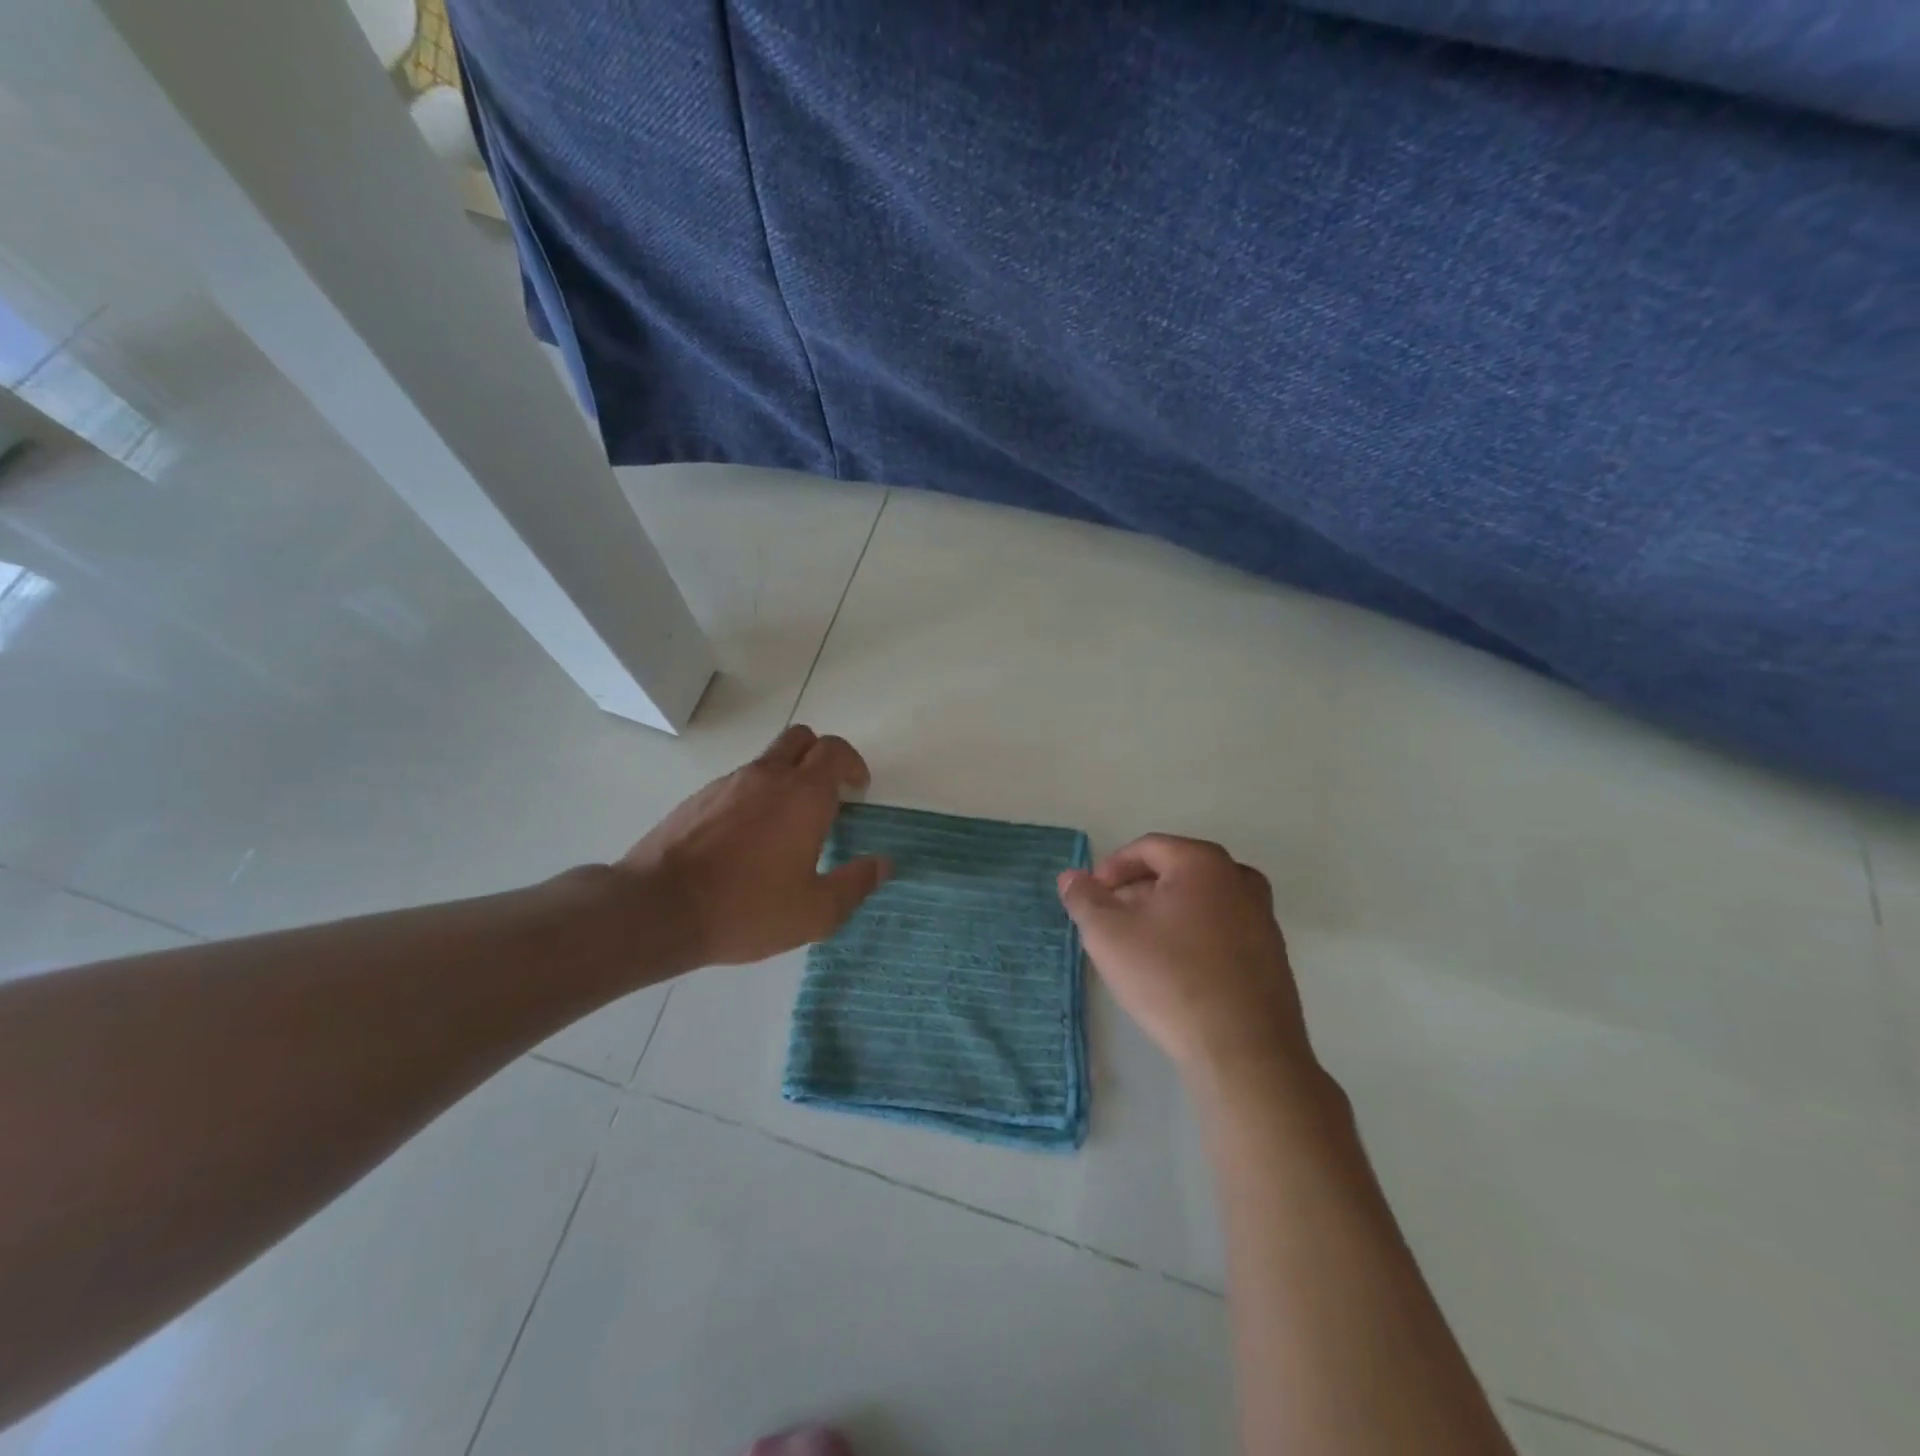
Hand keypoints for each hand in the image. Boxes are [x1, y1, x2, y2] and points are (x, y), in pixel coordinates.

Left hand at [619, 726, 887, 968]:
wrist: (657, 909)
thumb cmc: (746, 909)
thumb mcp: (815, 912)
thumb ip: (855, 884)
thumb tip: (883, 864)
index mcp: (803, 795)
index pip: (836, 751)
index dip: (853, 764)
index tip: (858, 789)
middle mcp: (767, 776)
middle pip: (802, 739)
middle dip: (821, 757)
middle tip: (828, 794)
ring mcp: (728, 783)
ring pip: (768, 760)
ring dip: (786, 777)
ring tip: (787, 825)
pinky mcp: (698, 798)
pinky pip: (738, 782)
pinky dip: (754, 796)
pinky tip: (747, 840)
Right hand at [1058, 835, 1312, 1082]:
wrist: (1243, 1051)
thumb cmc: (1170, 978)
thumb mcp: (1108, 935)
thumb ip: (1084, 898)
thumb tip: (1071, 877)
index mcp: (1203, 862)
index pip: (1147, 848)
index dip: (1112, 868)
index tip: (1092, 898)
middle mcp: (1240, 879)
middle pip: (1176, 870)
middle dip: (1138, 890)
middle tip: (1111, 921)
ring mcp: (1263, 917)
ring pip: (1201, 901)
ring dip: (1166, 913)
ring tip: (1139, 946)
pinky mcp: (1273, 955)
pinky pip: (1222, 929)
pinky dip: (1193, 935)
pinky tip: (1175, 970)